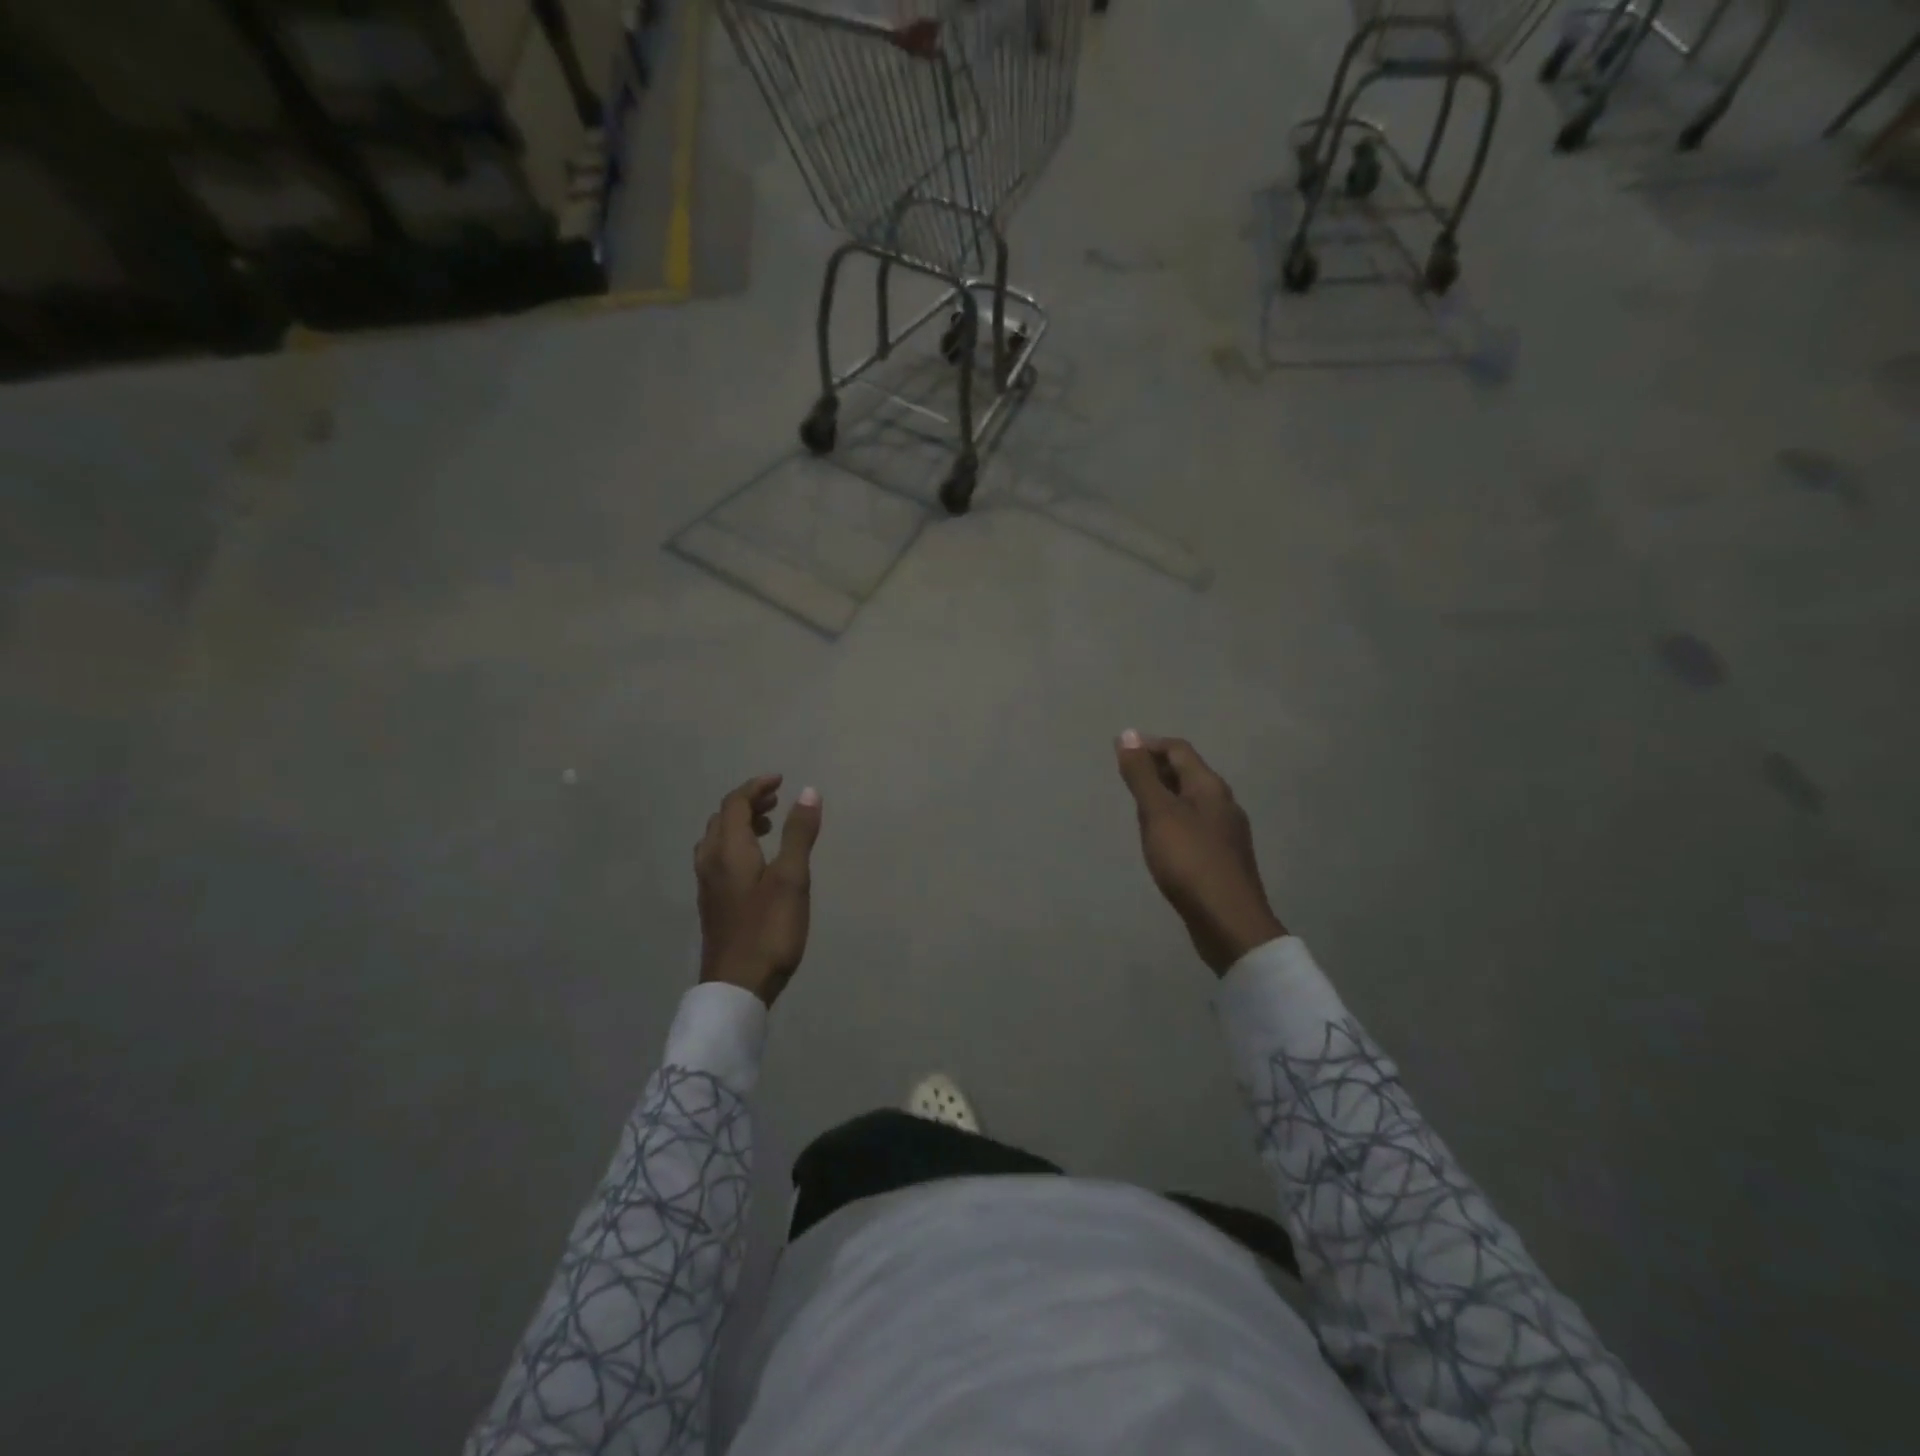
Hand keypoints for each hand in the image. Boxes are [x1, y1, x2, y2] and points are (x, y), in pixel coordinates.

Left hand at [695, 774, 822, 1005]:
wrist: (737, 986)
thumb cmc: (769, 929)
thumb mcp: (792, 879)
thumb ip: (799, 834)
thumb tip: (808, 791)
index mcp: (728, 850)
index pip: (735, 803)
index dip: (757, 787)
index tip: (782, 780)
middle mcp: (711, 861)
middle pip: (722, 818)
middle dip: (748, 802)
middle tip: (777, 800)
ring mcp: (708, 884)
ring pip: (718, 839)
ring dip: (741, 823)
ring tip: (769, 826)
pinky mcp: (712, 903)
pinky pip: (719, 857)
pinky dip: (737, 844)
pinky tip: (757, 861)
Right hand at [1114, 732, 1285, 974]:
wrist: (1228, 922)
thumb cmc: (1189, 861)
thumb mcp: (1159, 813)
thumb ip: (1141, 775)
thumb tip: (1127, 734)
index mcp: (1210, 787)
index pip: (1178, 750)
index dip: (1149, 746)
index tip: (1120, 753)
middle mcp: (1223, 803)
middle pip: (1187, 773)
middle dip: (1156, 769)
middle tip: (1125, 779)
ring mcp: (1226, 833)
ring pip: (1191, 801)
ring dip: (1164, 796)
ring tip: (1137, 807)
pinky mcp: (1222, 858)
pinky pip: (1194, 826)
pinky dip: (1173, 821)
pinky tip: (1160, 841)